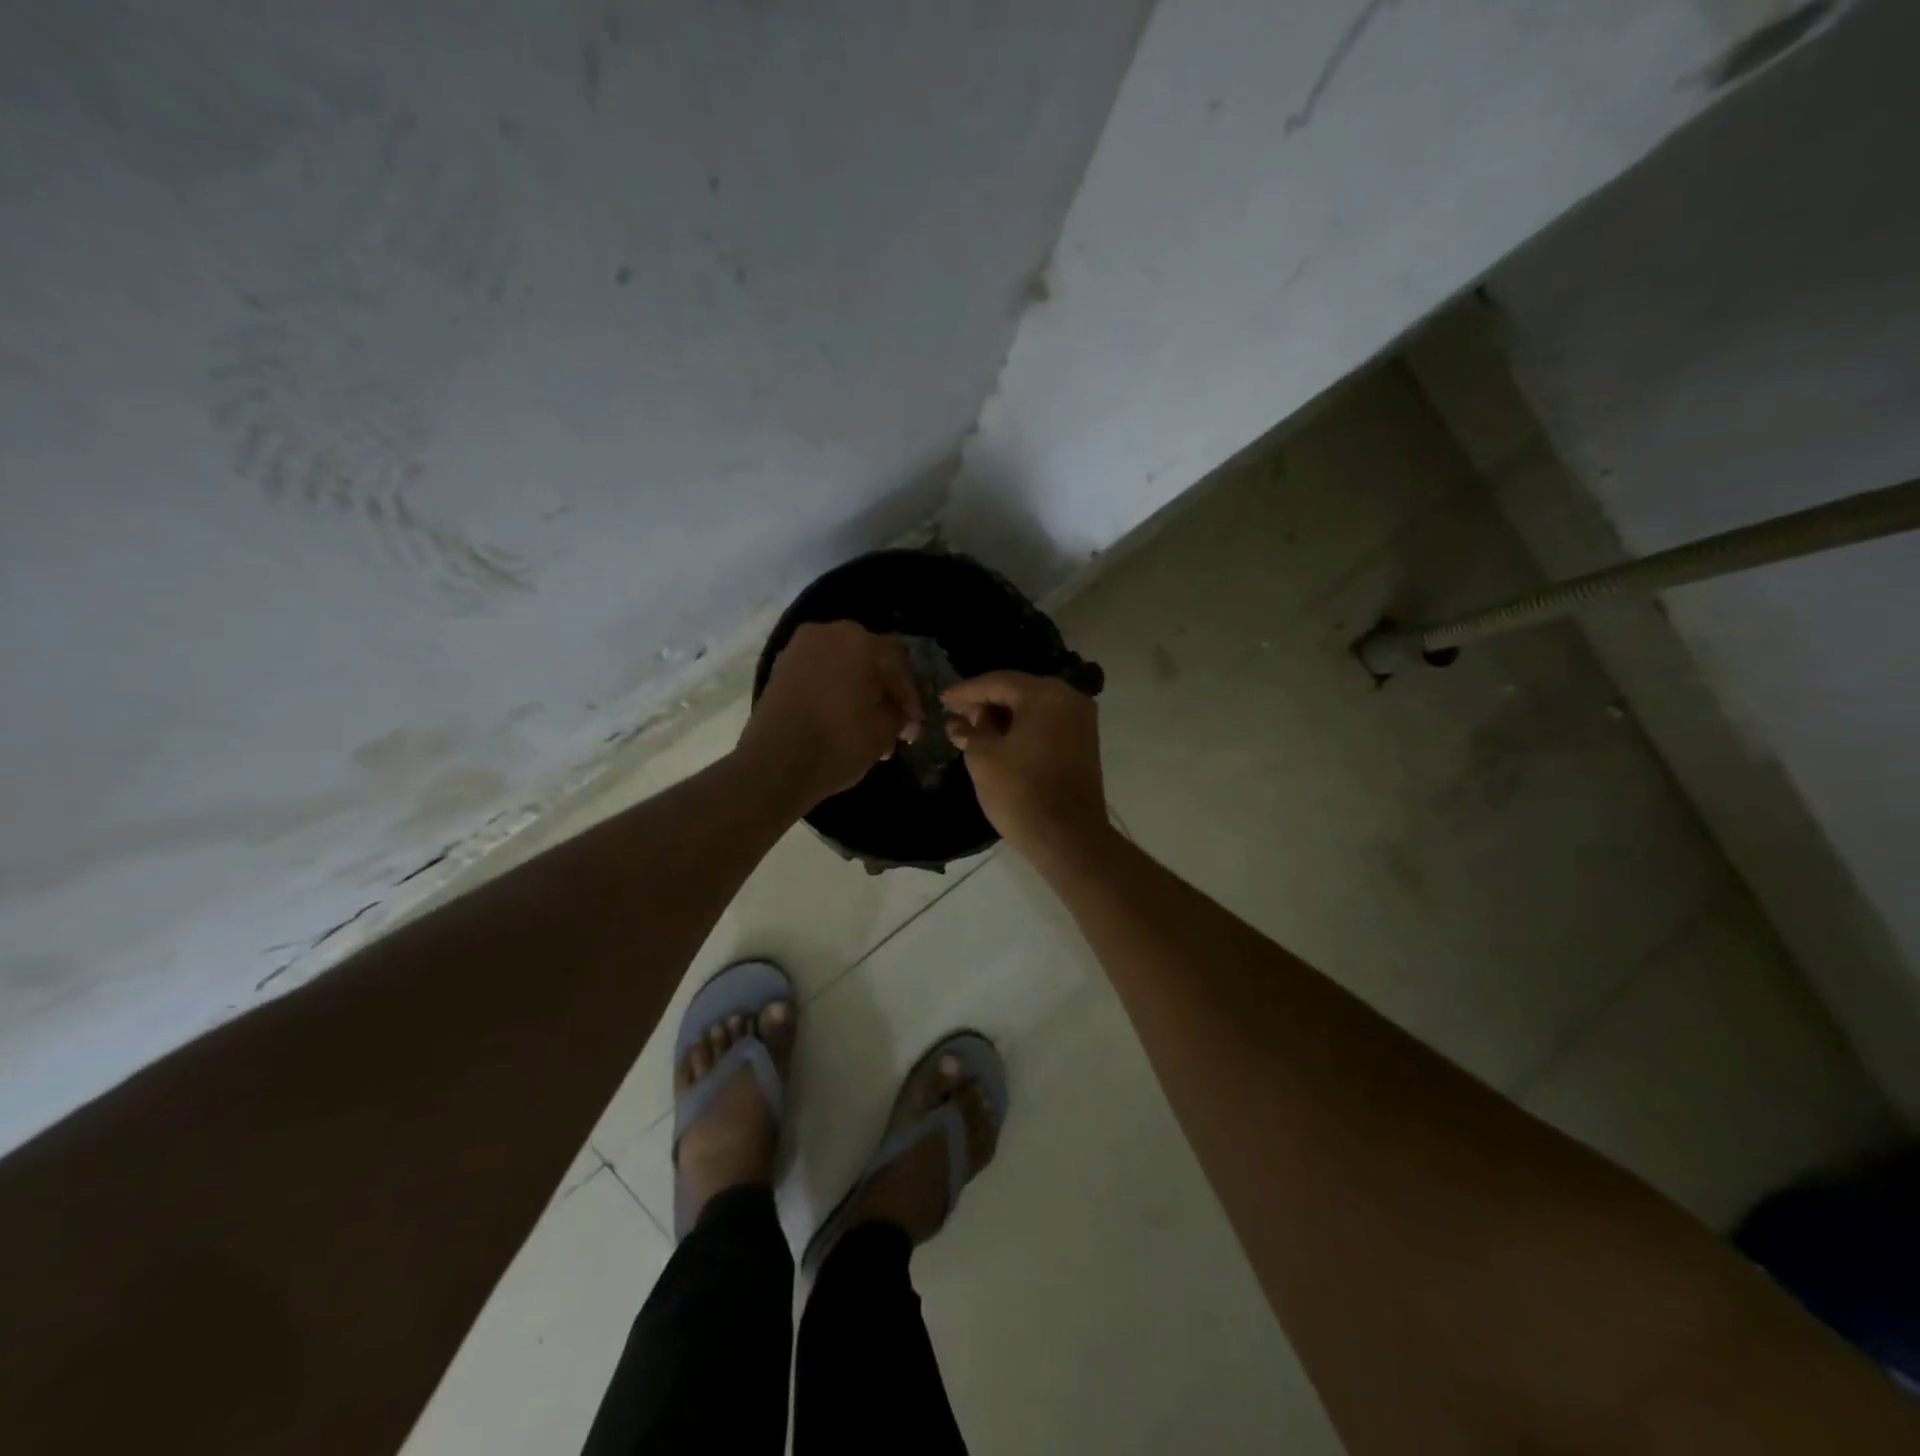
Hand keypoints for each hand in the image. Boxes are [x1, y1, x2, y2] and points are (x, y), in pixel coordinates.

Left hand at [739, 621, 923, 809]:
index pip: (898, 664)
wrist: (775, 764)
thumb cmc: (838, 742)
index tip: (913, 726)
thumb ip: (899, 714)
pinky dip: (832, 692)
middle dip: (882, 690)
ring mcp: (798, 649)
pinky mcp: (779, 670)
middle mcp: (827, 633)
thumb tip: (900, 714)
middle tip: (893, 722)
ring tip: (867, 726)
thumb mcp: (884, 731)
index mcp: (860, 640)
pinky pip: (818, 675)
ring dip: (857, 691)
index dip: (909, 697)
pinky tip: (840, 720)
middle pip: (868, 659)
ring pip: (841, 667)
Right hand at [944, 671, 1107, 860]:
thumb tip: (959, 723)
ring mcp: (1081, 721)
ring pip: (1033, 707)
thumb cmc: (1021, 793)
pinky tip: (998, 739)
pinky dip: (1022, 727)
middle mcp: (1069, 699)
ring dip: (1003, 716)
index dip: (966, 691)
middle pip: (1018, 691)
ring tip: (972, 728)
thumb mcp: (984, 758)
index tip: (942, 700)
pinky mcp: (1084, 743)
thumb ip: (970, 732)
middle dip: (985, 702)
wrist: (1068, 838)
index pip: (997, 682)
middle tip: (956, 714)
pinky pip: (1047, 723)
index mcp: (1045, 695)